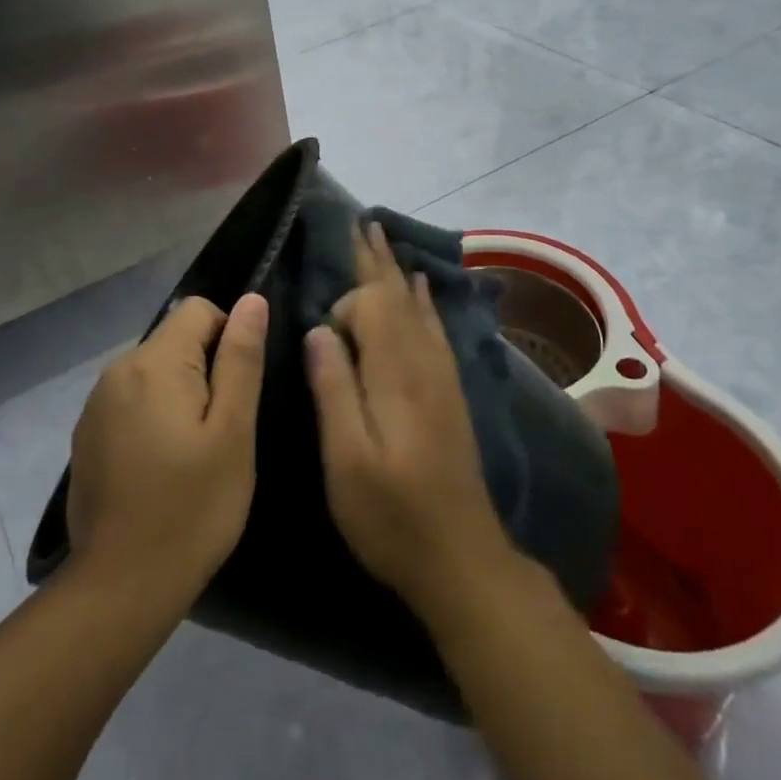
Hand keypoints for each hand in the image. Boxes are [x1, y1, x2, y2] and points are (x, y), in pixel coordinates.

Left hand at [67, 293, 267, 601]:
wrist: (121, 585)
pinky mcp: (87, 434)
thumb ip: (241, 359)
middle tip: (221, 431)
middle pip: (174, 340)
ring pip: (154, 372)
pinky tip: (161, 467)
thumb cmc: (193, 506)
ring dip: (179, 395)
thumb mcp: (233, 432)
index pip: (199, 310)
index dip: (229, 338)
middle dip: (204, 370)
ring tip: (194, 452)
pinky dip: (153, 417)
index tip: (237, 392)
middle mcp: (117, 370)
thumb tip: (251, 301)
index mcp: (153, 363)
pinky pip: (131, 401)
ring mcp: (96, 404)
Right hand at [305, 224, 519, 620]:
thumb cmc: (392, 515)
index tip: (325, 337)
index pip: (374, 306)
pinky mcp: (449, 392)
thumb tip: (319, 328)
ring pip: (418, 306)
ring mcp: (442, 376)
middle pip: (399, 296)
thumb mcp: (347, 460)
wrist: (461, 558)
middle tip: (363, 222)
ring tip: (383, 239)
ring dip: (398, 270)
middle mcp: (424, 362)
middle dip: (377, 259)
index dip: (347, 305)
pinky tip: (421, 289)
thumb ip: (334, 389)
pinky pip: (434, 327)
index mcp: (397, 373)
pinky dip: (423, 300)